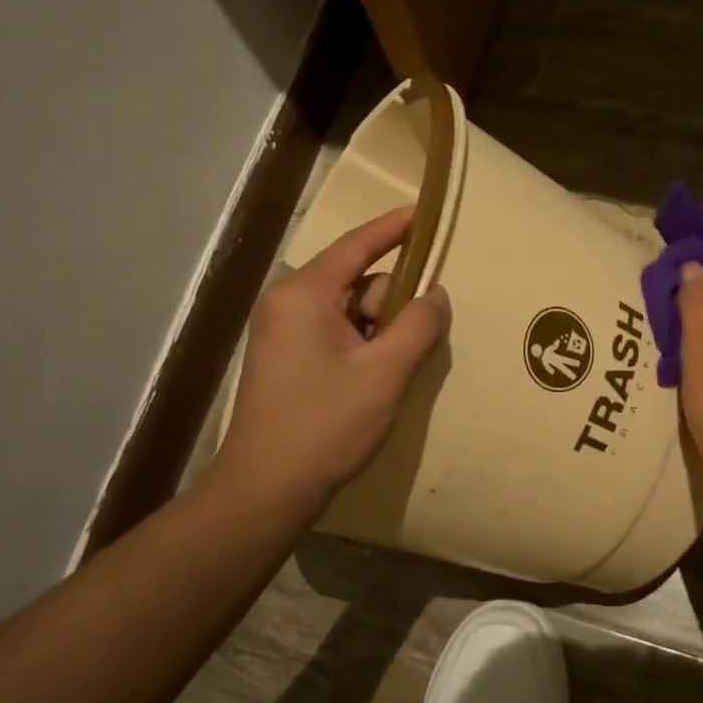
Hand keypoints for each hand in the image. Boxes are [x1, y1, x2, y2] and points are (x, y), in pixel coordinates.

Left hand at [213, 208, 450, 515]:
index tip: (423, 214)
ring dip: (380, 331)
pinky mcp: (285, 361)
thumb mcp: (384, 373)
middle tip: (416, 338)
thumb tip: (436, 294)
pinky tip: (379, 377)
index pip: (355, 246)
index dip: (392, 229)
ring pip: (347, 313)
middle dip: (391, 302)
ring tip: (399, 367)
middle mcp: (286, 305)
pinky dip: (363, 347)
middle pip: (355, 282)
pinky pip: (334, 336)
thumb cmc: (325, 425)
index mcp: (302, 295)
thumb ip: (417, 325)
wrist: (266, 489)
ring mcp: (282, 334)